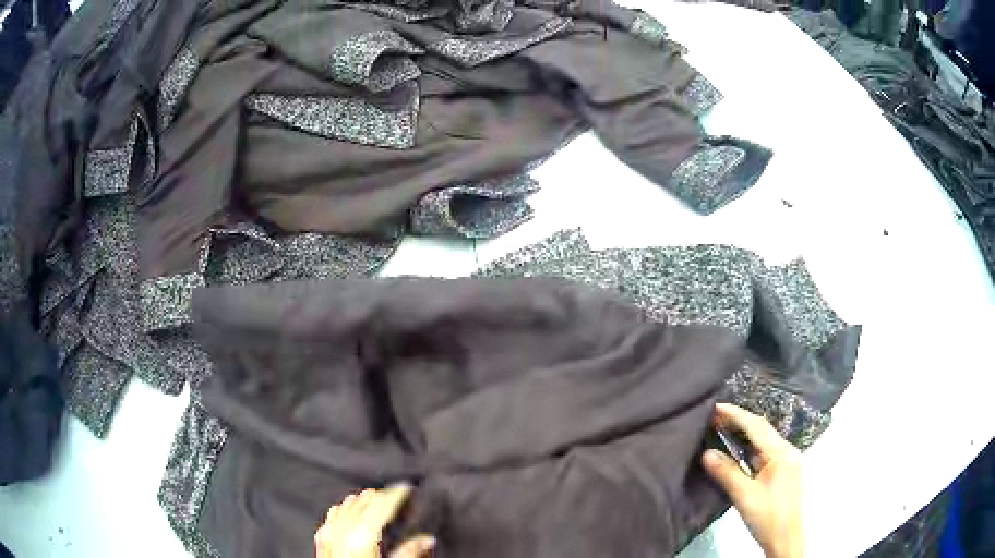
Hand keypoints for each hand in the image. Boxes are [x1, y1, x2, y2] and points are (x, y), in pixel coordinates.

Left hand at [315, 484, 434, 557]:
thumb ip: (410, 554)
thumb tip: (426, 539)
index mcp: (363, 541)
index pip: (379, 509)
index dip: (393, 496)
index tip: (405, 488)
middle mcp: (342, 538)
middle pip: (357, 509)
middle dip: (373, 497)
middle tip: (389, 492)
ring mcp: (329, 544)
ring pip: (338, 515)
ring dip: (352, 504)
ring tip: (363, 497)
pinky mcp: (321, 553)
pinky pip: (325, 527)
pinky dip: (333, 516)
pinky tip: (335, 514)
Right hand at [702, 404, 802, 557]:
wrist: (786, 538)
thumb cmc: (767, 516)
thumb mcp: (744, 496)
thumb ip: (727, 473)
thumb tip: (707, 453)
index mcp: (781, 453)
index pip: (757, 427)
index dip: (736, 415)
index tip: (716, 407)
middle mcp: (788, 451)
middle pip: (763, 430)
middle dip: (741, 421)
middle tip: (717, 417)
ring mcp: (788, 461)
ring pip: (765, 441)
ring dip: (746, 434)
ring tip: (725, 429)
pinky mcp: (785, 472)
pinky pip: (767, 452)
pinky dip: (751, 447)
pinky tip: (740, 452)